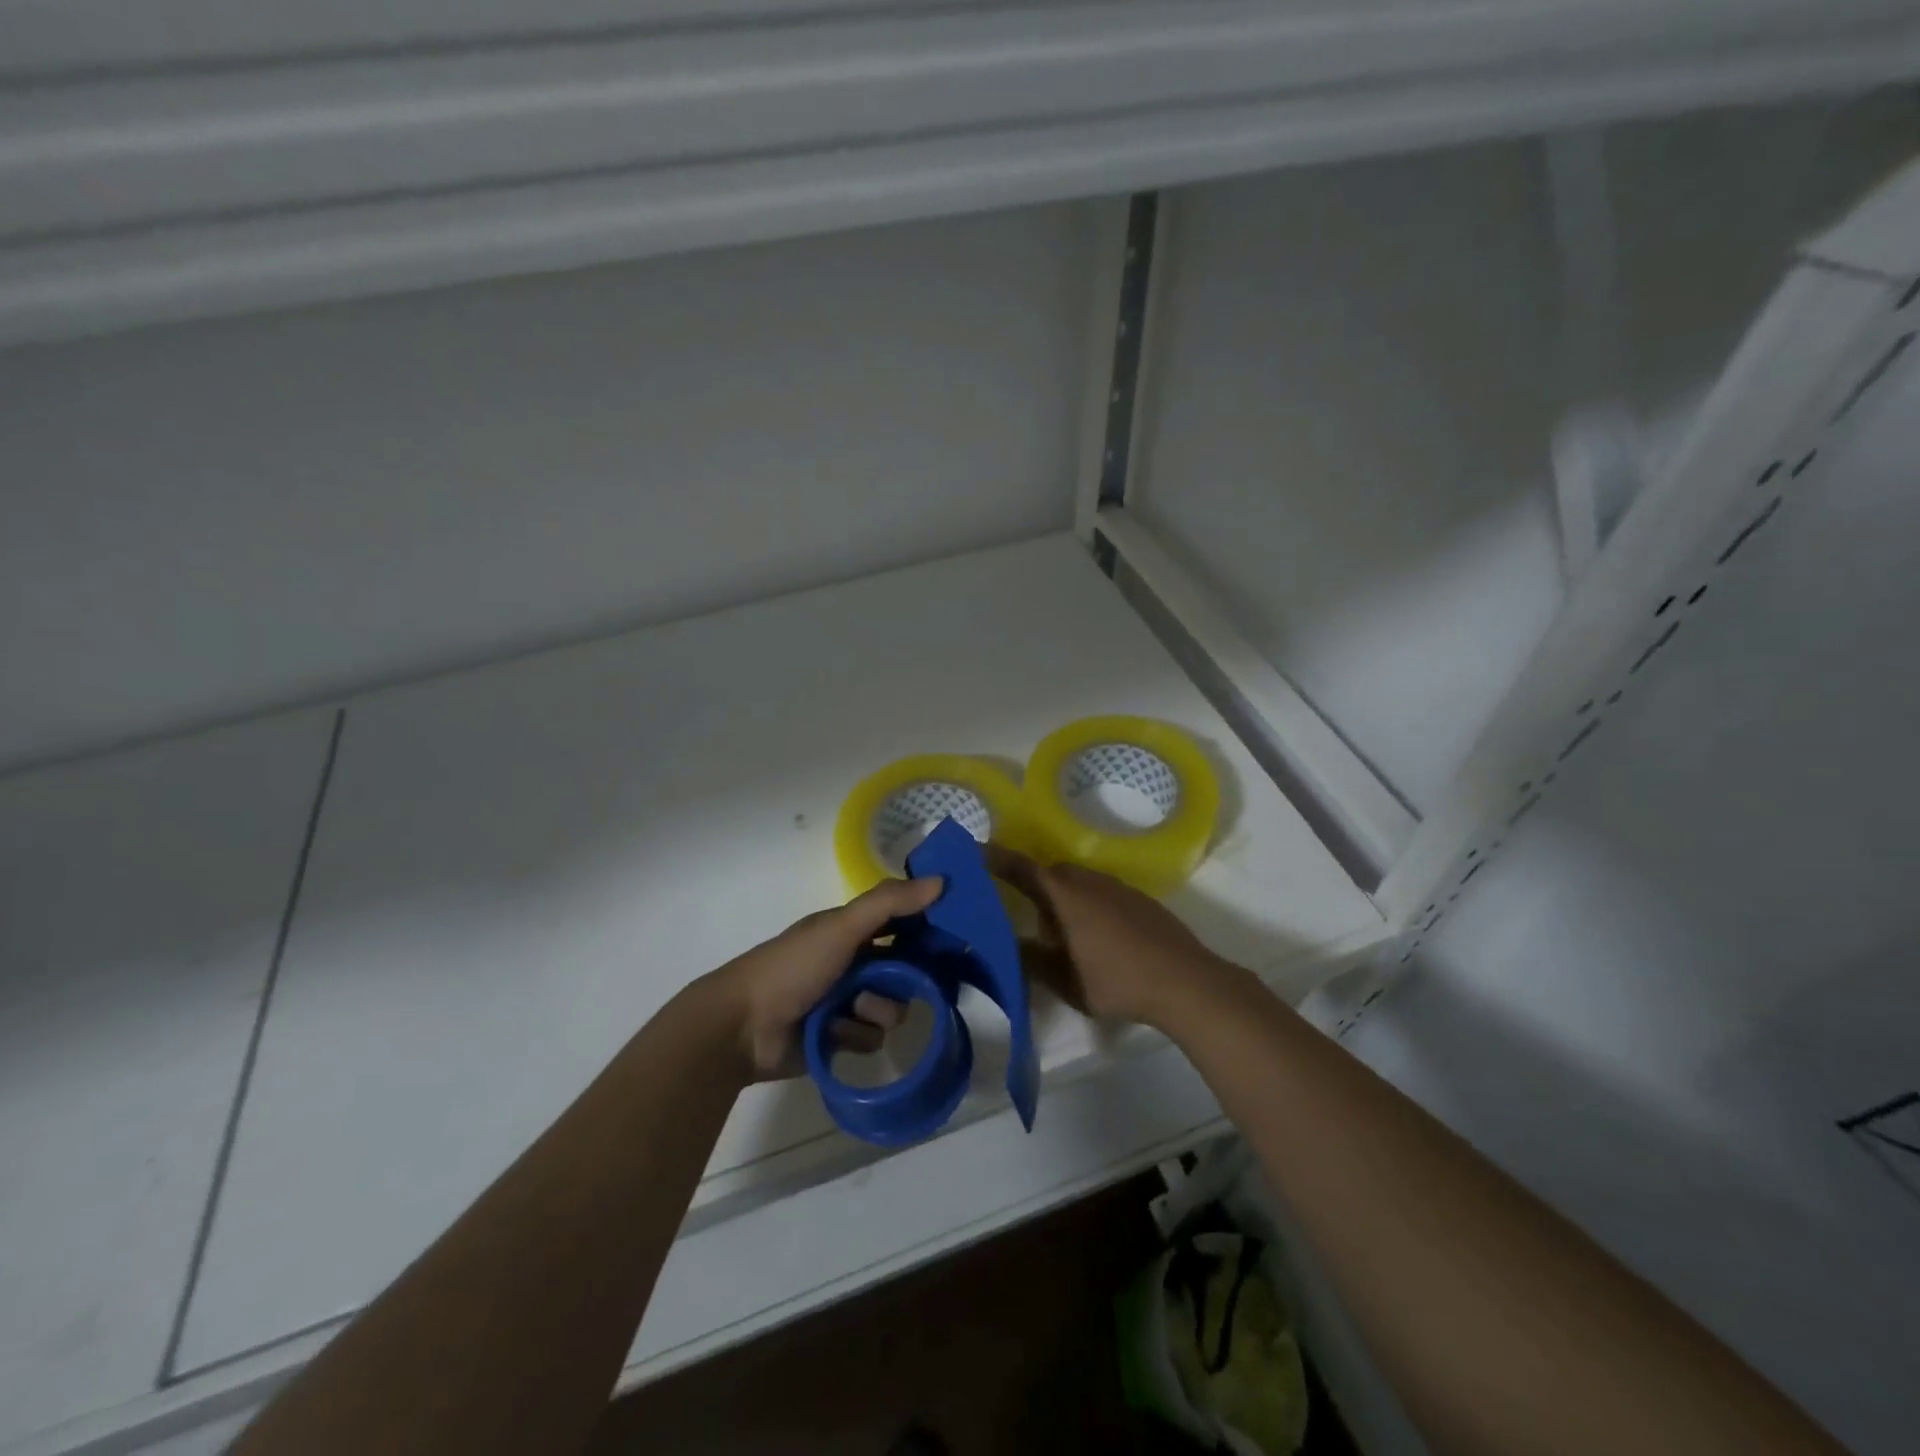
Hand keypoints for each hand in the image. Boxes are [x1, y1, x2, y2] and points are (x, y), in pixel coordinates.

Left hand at [704, 876, 943, 1081]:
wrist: (743, 1028)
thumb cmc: (793, 966)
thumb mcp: (842, 927)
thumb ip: (889, 903)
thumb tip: (942, 881)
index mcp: (851, 931)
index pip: (902, 923)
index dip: (926, 929)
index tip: (950, 937)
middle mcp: (853, 964)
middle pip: (904, 971)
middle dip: (902, 980)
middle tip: (898, 982)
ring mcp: (846, 1004)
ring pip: (891, 1008)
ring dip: (876, 1010)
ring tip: (851, 1011)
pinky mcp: (840, 1040)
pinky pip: (871, 1039)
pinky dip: (855, 1036)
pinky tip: (833, 1034)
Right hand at [986, 845, 1236, 1029]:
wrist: (1184, 980)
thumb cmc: (1116, 980)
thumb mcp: (1063, 980)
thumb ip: (1031, 960)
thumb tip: (1006, 944)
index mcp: (1064, 896)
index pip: (1021, 868)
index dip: (995, 858)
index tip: (972, 851)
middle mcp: (1088, 881)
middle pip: (1050, 873)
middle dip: (1033, 887)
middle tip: (1025, 916)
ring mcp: (1117, 887)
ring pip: (1078, 882)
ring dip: (1063, 898)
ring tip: (1062, 934)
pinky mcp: (1139, 899)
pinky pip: (1101, 892)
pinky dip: (1088, 905)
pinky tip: (1097, 938)